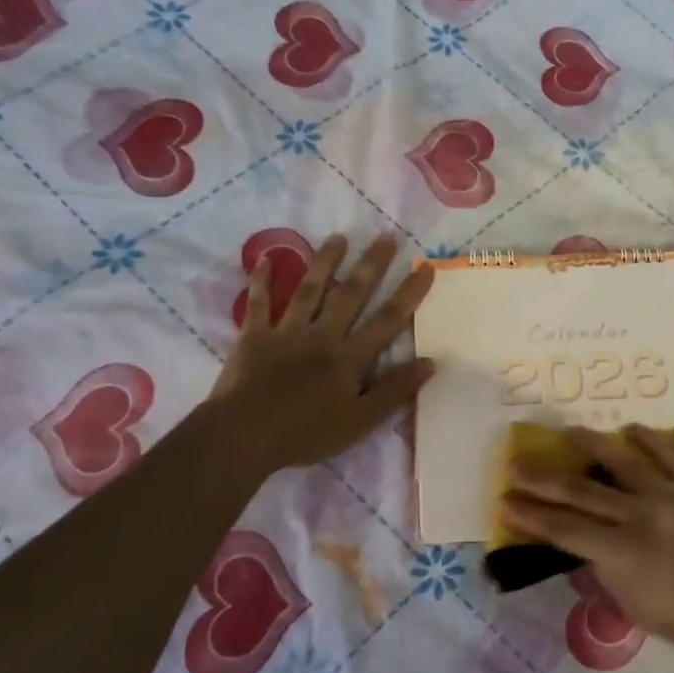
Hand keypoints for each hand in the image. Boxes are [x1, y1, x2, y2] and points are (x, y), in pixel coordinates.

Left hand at [207, 234, 434, 470]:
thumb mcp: (361, 421)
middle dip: (372, 265)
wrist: (243, 436)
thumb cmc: (306, 433)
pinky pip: (259, 303)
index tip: (425, 267)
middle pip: (351, 294)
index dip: (409, 293)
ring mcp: (286, 332)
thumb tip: (430, 362)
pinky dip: (261, 281)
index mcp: (350, 357)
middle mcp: (322, 335)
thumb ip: (395, 390)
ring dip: (326, 262)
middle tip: (387, 236)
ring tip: (339, 237)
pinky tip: (265, 259)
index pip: (388, 320)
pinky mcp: (254, 336)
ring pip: (309, 290)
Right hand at [502, 424, 673, 667]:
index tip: (506, 502)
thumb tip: (581, 542)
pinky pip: (671, 456)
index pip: (565, 529)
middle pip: (583, 491)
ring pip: (624, 461)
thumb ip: (603, 569)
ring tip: (567, 431)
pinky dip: (649, 440)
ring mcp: (673, 496)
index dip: (532, 516)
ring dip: (592, 443)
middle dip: (544, 479)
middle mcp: (644, 516)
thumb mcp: (632, 606)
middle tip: (516, 465)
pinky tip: (630, 428)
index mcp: (624, 553)